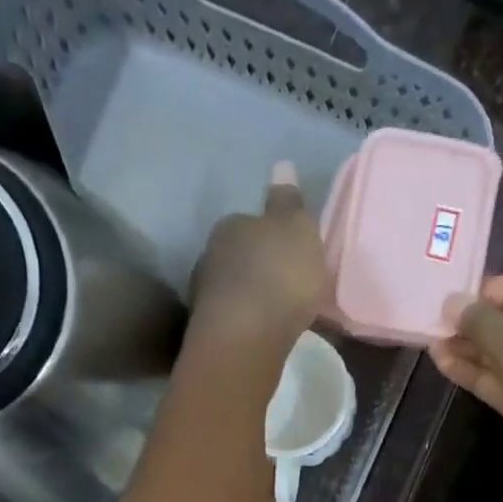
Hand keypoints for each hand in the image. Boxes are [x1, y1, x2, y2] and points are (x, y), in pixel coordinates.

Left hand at [189, 162, 326, 365]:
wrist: (246, 336)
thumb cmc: (279, 274)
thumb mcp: (297, 229)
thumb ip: (289, 202)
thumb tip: (281, 165)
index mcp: (232, 224)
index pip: (250, 222)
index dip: (271, 236)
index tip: (289, 253)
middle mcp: (211, 254)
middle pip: (239, 256)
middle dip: (259, 267)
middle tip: (285, 283)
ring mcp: (205, 294)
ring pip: (234, 288)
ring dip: (251, 296)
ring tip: (276, 311)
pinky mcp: (209, 330)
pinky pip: (234, 318)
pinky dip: (247, 322)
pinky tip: (263, 331)